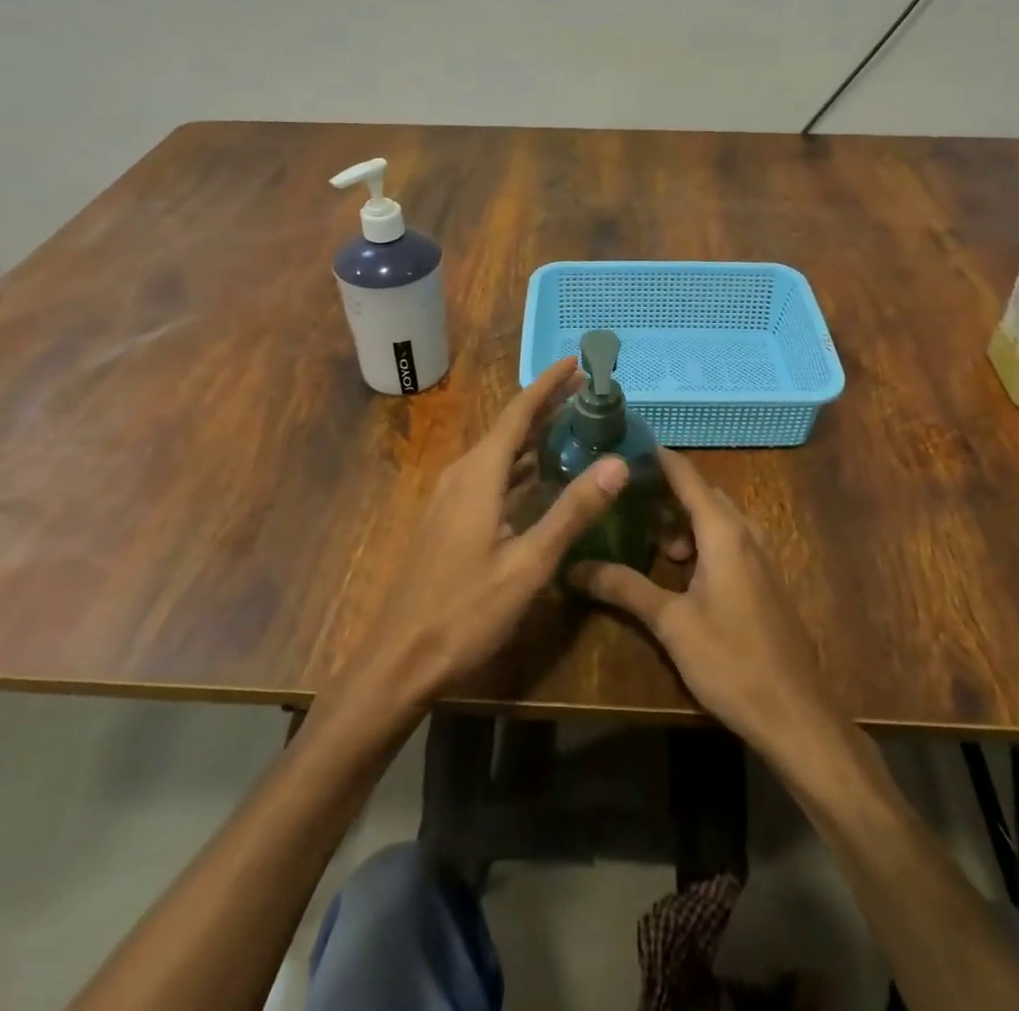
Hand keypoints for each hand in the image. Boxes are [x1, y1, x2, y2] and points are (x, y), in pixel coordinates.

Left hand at [340, 356, 629, 711]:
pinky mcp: (450, 518)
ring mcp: (452, 497)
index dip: (548, 384)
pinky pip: (490, 475)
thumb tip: (617, 463)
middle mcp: (463, 474)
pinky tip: (540, 476)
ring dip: (534, 436)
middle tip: (588, 392)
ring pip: (499, 452)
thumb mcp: (529, 564)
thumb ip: (572, 511)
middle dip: (547, 406)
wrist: (401, 658)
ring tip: (573, 425)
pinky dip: (520, 465)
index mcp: (479, 474)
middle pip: (509, 427)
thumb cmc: (466, 610)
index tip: (576, 360)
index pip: (518, 412)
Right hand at [570, 450, 831, 754]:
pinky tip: (680, 570)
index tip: (623, 445)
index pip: (685, 475)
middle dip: (664, 492)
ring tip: (648, 539)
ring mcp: (760, 555)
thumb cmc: (730, 661)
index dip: (656, 458)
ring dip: (683, 520)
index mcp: (723, 532)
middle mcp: (745, 532)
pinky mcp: (765, 578)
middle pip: (701, 494)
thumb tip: (575, 567)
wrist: (794, 713)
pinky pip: (729, 540)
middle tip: (624, 498)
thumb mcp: (670, 623)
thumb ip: (625, 587)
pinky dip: (701, 540)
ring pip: (716, 519)